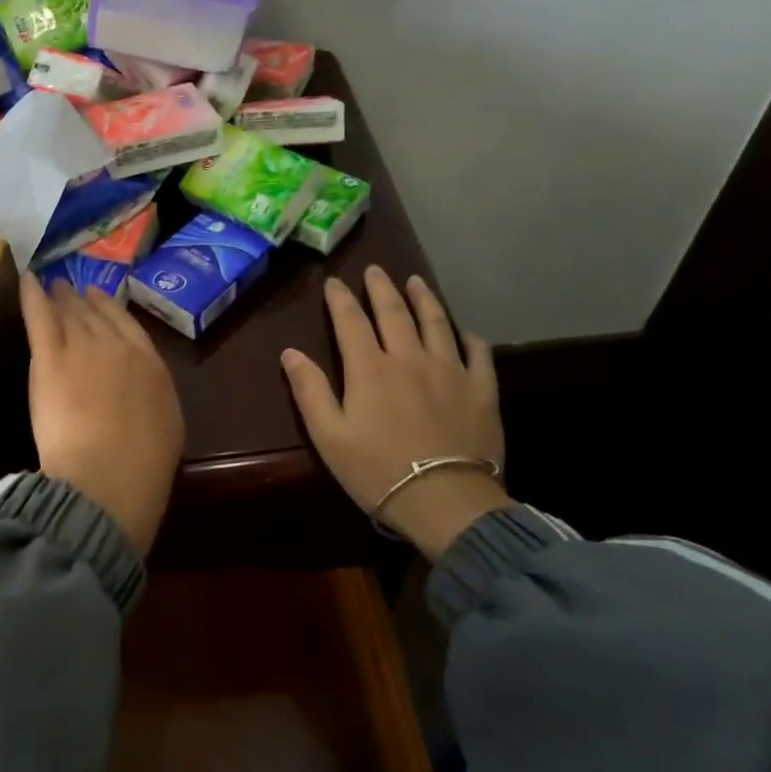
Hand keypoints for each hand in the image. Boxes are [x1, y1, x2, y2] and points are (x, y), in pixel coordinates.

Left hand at [19, 274, 183, 556]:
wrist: (109, 475)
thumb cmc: (143, 464)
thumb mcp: (167, 426)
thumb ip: (153, 396)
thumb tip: (143, 389)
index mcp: (149, 363)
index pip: (127, 325)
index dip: (110, 308)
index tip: (99, 297)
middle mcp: (116, 346)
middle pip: (96, 316)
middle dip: (81, 301)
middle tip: (70, 289)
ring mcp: (82, 348)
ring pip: (69, 314)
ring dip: (60, 297)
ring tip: (53, 285)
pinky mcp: (49, 359)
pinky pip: (40, 317)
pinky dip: (32, 295)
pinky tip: (27, 279)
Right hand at [281, 265, 509, 558]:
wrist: (445, 501)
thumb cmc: (377, 471)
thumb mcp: (329, 436)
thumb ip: (310, 390)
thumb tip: (290, 352)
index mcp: (370, 368)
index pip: (351, 321)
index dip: (340, 298)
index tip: (334, 282)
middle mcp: (410, 358)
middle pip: (394, 312)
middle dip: (381, 288)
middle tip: (375, 270)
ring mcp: (450, 370)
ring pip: (436, 322)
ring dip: (424, 299)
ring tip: (416, 282)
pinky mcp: (481, 390)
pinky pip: (477, 354)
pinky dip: (469, 338)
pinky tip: (465, 332)